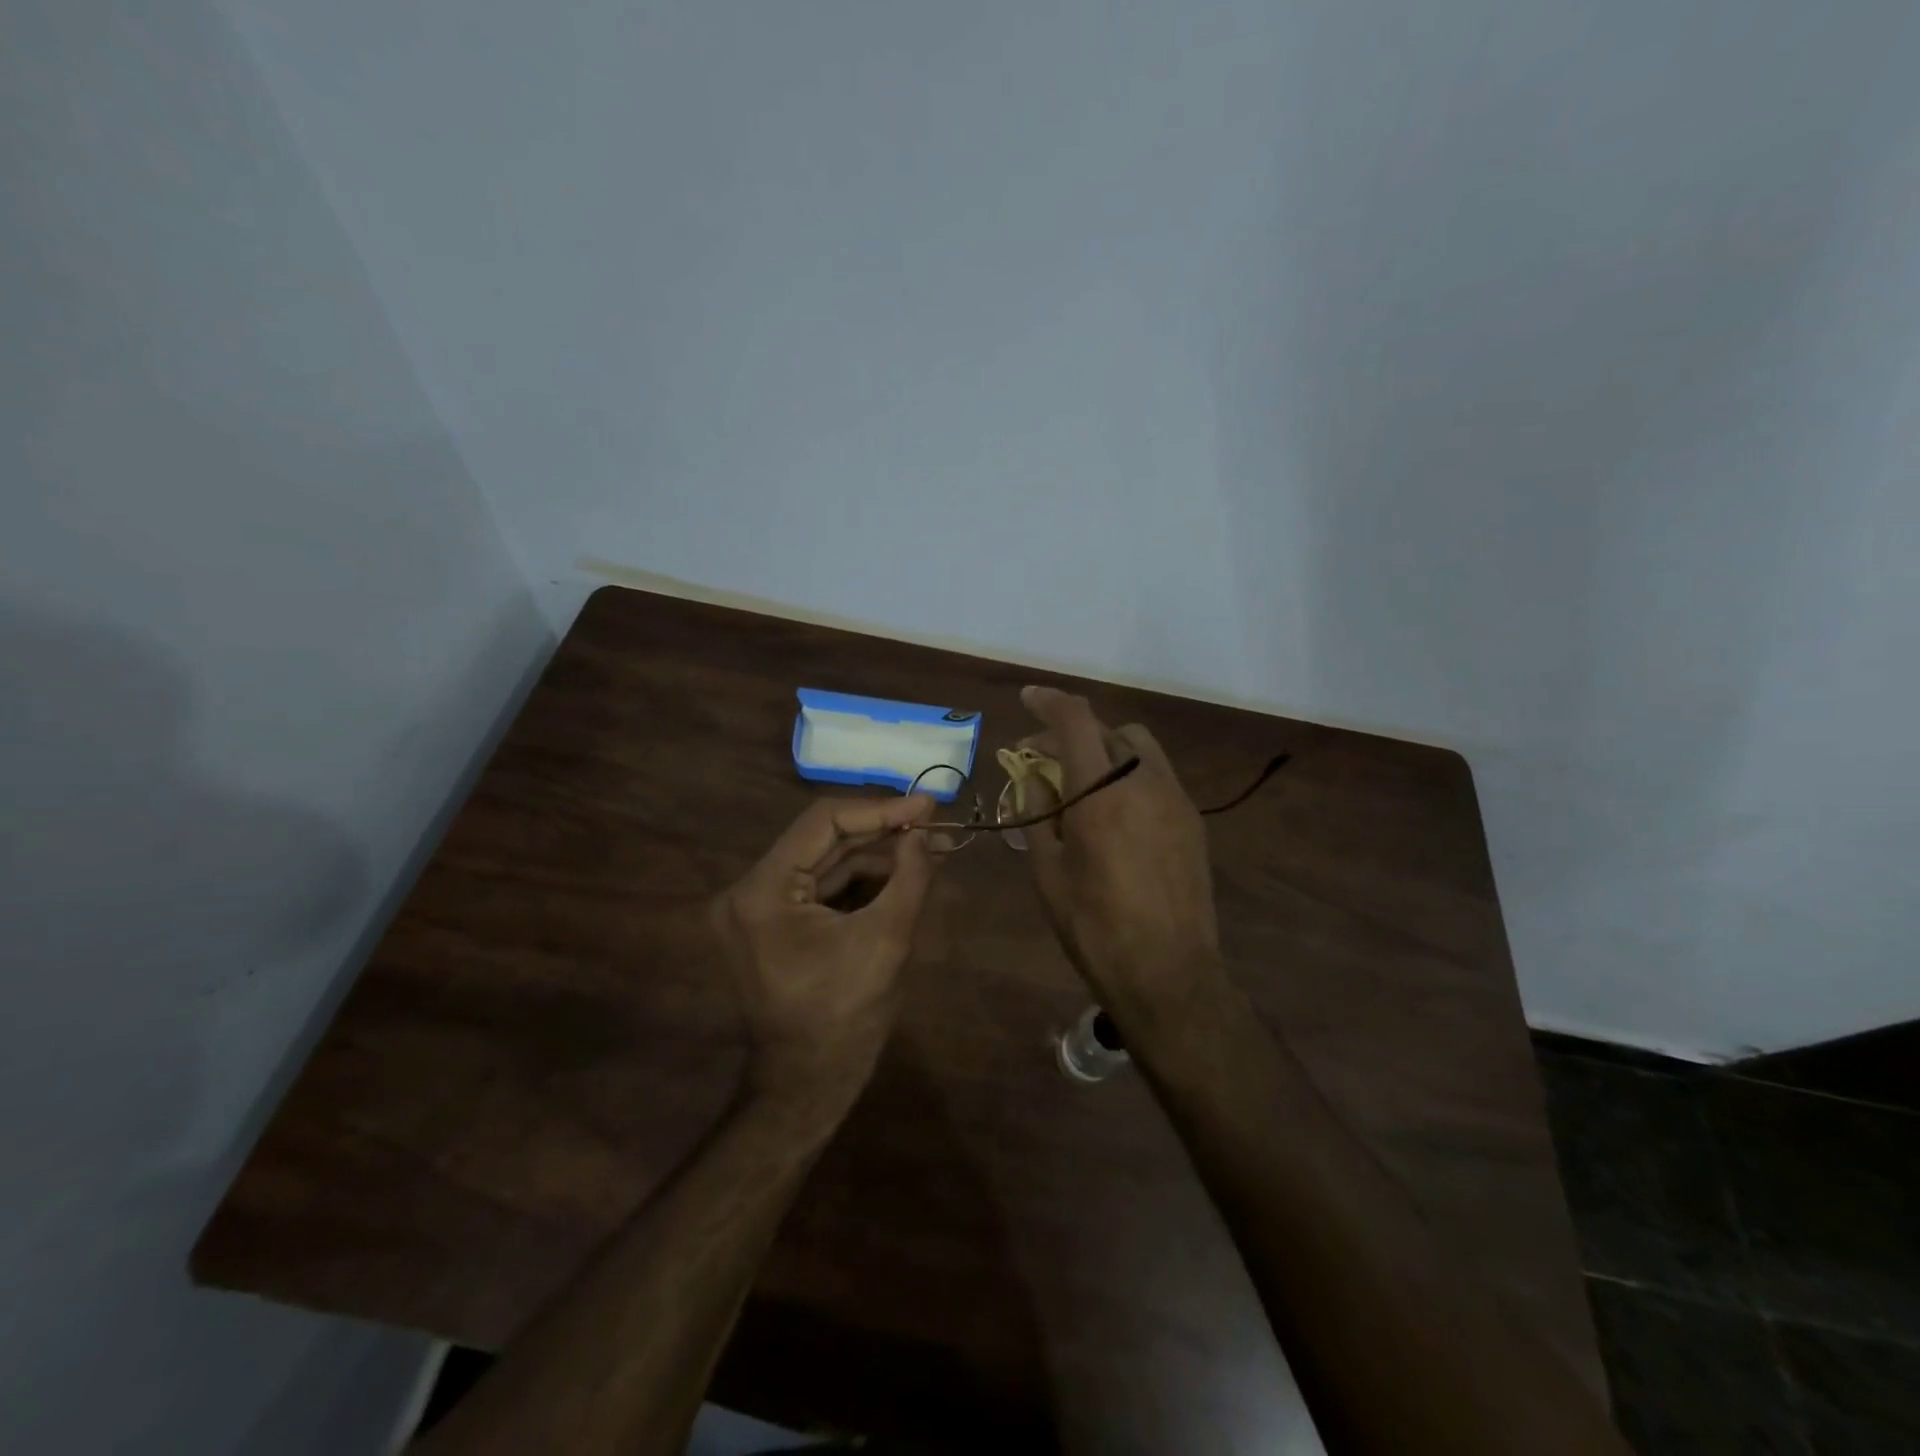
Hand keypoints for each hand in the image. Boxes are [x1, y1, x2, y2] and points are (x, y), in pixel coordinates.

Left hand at [710, 794, 939, 1100]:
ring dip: (875, 857)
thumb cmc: (846, 1019)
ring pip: (825, 863)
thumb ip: (909, 877)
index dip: (880, 810)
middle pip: (823, 840)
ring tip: (929, 850)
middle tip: (935, 825)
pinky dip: (860, 881)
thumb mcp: (886, 941)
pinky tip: (902, 874)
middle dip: (882, 834)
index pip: (823, 823)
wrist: (809, 1087)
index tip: (927, 805)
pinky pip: (820, 887)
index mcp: (763, 892)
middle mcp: (748, 891)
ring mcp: (757, 909)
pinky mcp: (772, 924)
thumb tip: (926, 832)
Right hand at [1017, 686, 1218, 999]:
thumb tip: (1033, 779)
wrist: (1170, 974)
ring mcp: (1175, 800)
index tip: (1028, 698)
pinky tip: (1114, 809)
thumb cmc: (1095, 928)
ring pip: (1139, 747)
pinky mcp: (1192, 820)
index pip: (1076, 720)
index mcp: (1101, 795)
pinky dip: (1129, 772)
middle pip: (1108, 728)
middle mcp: (1144, 783)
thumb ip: (1037, 815)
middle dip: (1071, 732)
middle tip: (1042, 758)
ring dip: (1105, 748)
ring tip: (1082, 781)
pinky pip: (1157, 774)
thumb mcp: (1048, 873)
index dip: (1049, 701)